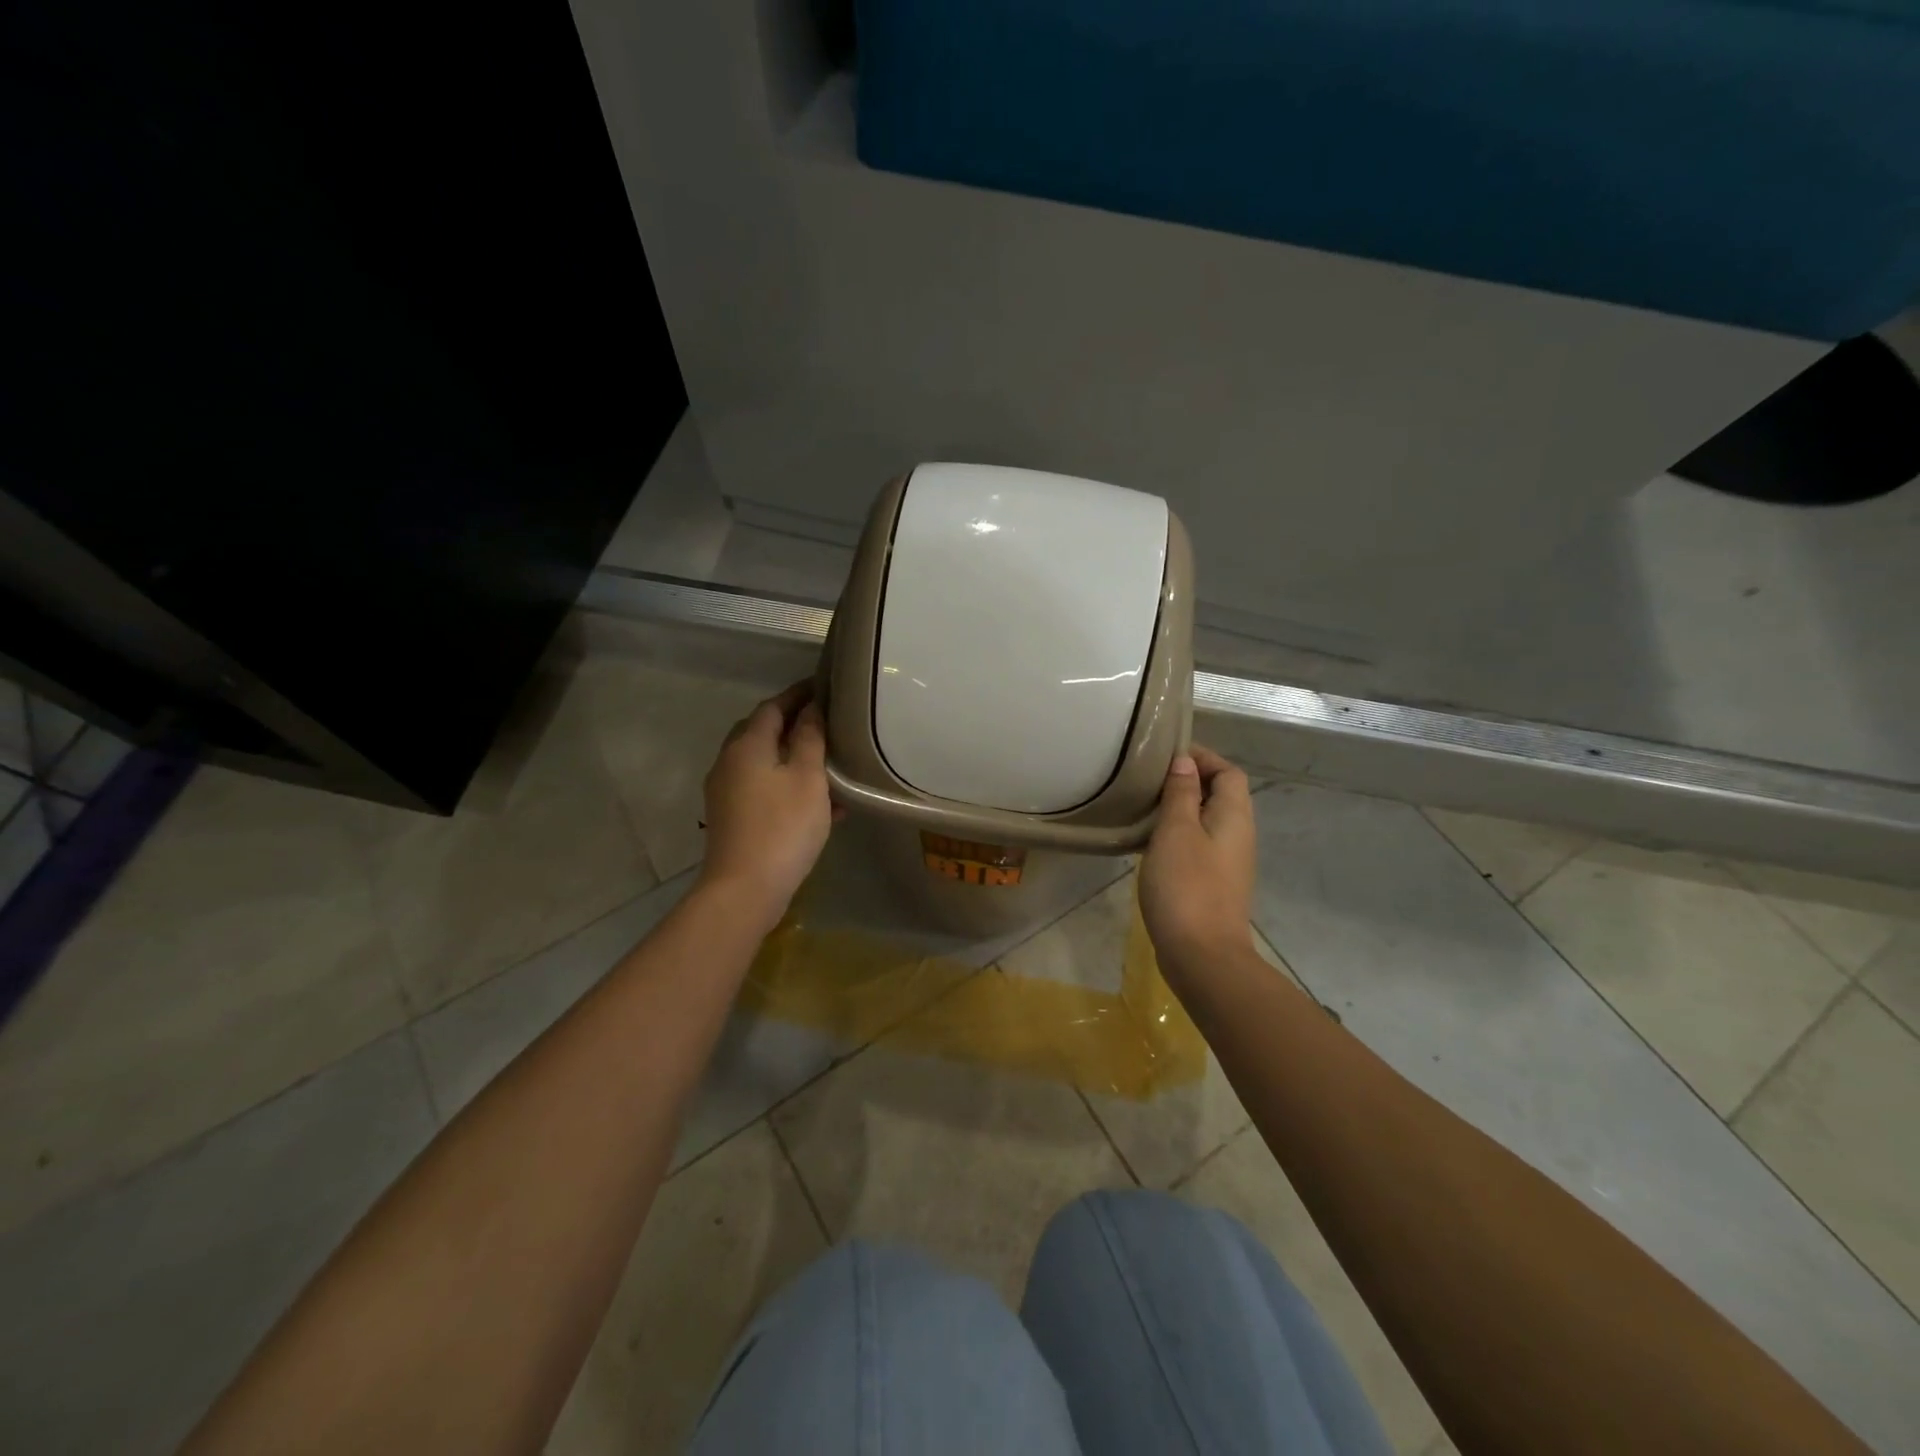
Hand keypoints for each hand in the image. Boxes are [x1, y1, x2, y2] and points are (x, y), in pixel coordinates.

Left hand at [696, 681, 836, 933]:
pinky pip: (763, 789)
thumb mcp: (808, 778)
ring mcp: (726, 792)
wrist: (744, 889)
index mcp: (747, 745)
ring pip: (764, 763)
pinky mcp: (732, 818)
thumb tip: (812, 708)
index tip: (825, 686)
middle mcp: (729, 762)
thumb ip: (811, 738)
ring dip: (793, 758)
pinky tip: (821, 804)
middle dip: (793, 724)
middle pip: (761, 732)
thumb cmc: (782, 826)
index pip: (773, 706)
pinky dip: (788, 786)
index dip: (799, 694)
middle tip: (827, 722)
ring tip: (829, 763)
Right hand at [1138, 746, 1256, 976]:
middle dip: (1190, 781)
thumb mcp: (1177, 831)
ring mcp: (1228, 862)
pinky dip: (1178, 835)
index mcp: (1234, 816)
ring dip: (1181, 809)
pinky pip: (1199, 845)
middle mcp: (1238, 835)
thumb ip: (1181, 793)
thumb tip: (1185, 762)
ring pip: (1208, 821)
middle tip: (1150, 779)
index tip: (1166, 755)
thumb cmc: (1187, 886)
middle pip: (1221, 794)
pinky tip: (1151, 843)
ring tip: (1145, 806)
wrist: (1203, 956)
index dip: (1203, 757)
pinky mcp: (1214, 884)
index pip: (1229, 772)